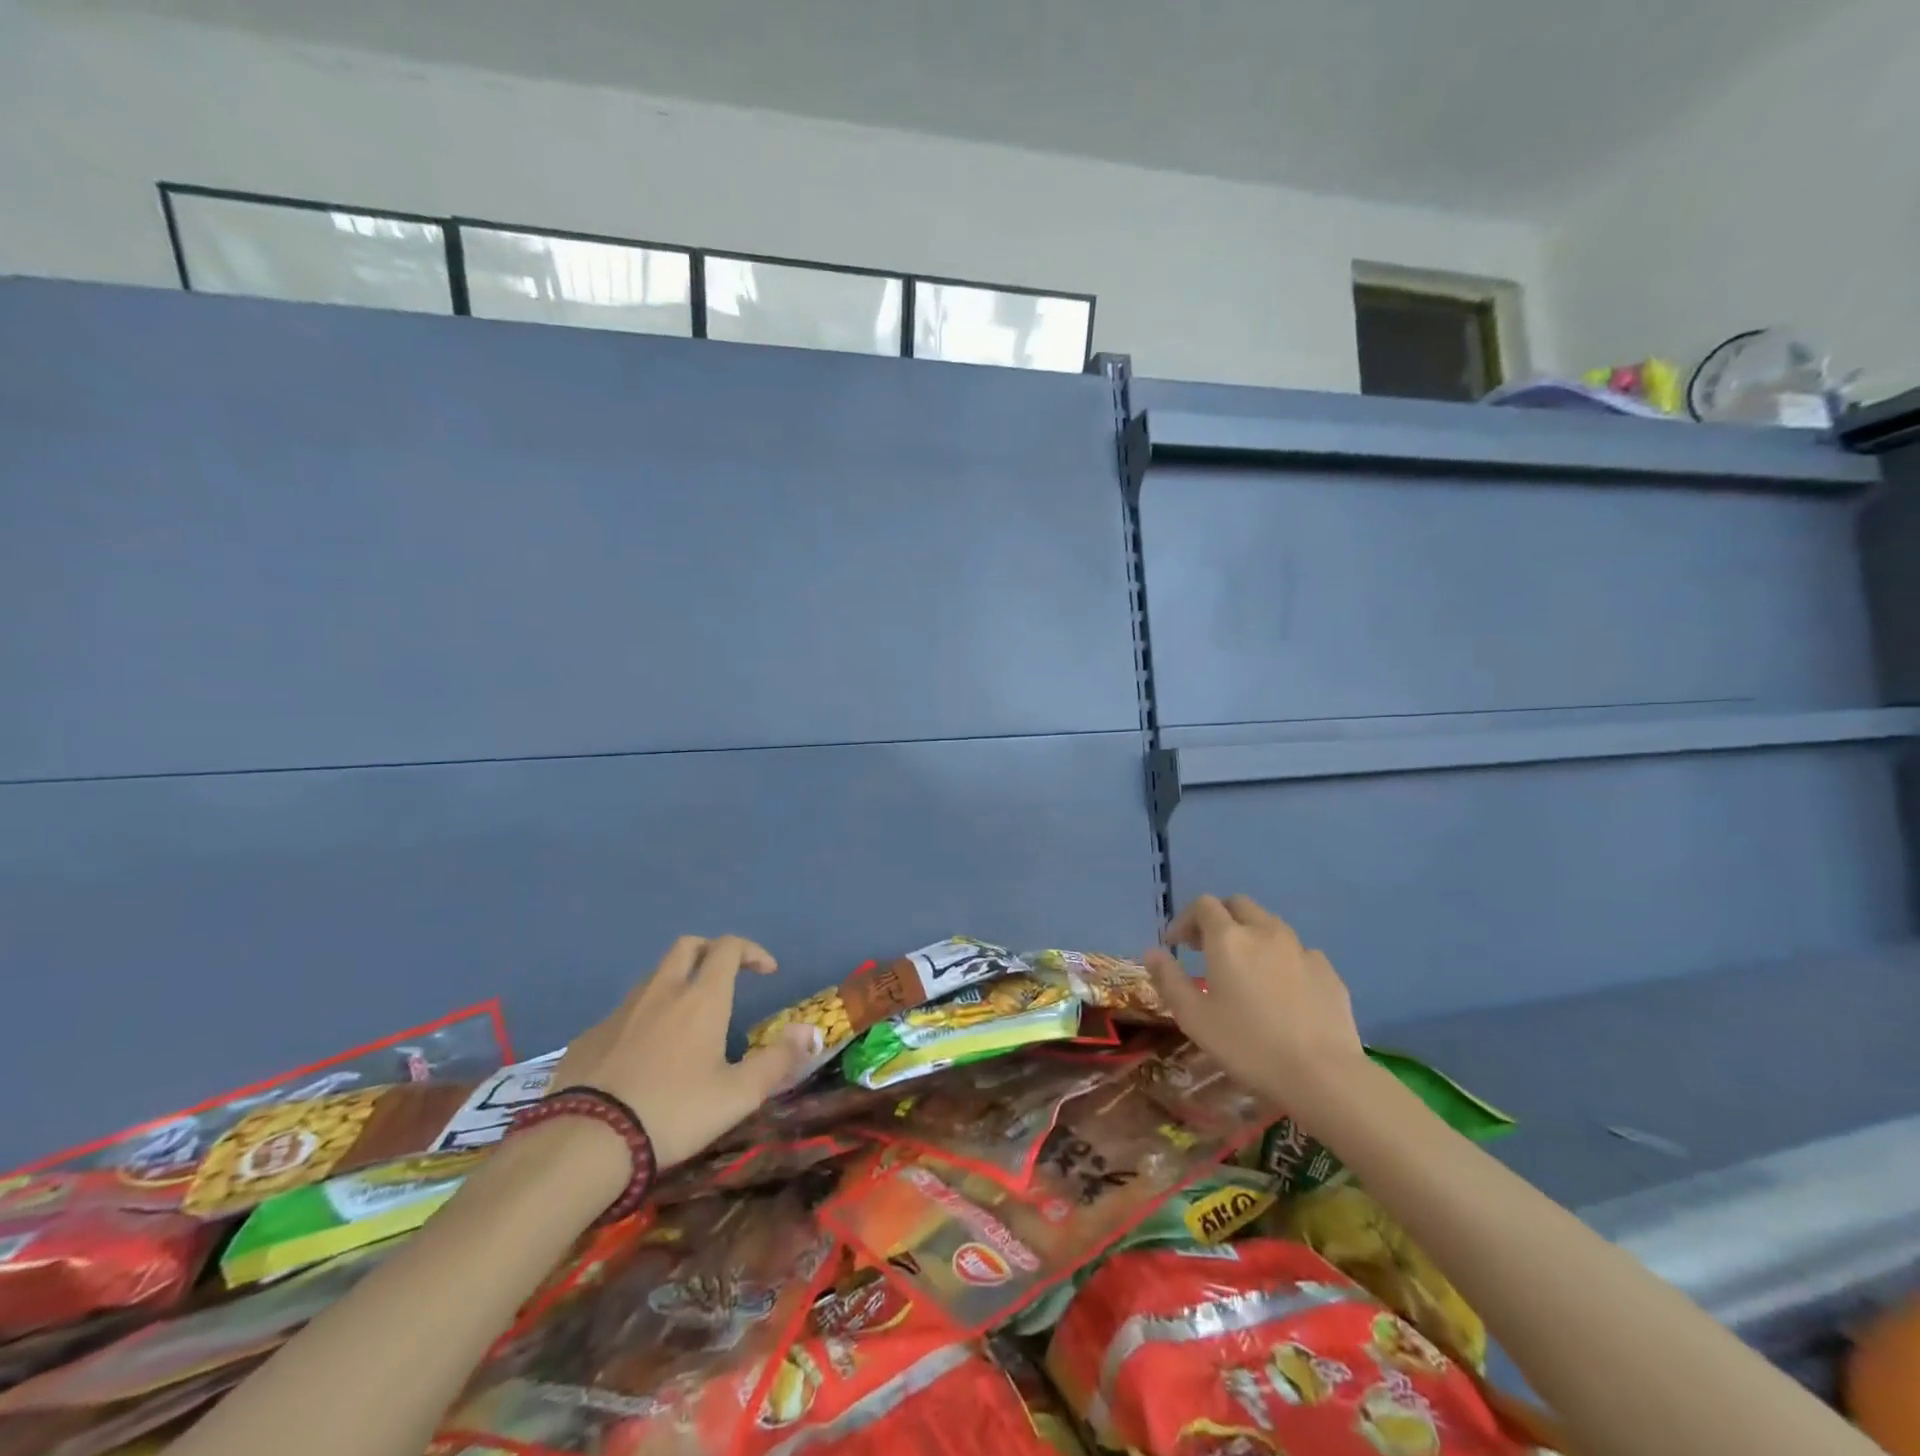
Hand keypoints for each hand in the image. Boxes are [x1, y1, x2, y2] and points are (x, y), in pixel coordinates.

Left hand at [550, 935, 820, 1169]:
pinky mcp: (589, 1036)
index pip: (729, 948)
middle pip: (688, 946)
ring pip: (654, 976)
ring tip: (687, 1017)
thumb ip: (778, 1061)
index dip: (752, 951)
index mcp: (702, 998)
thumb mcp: (737, 1095)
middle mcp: (662, 991)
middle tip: (726, 977)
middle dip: (711, 952)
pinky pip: (624, 1011)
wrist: (584, 1143)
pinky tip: (644, 1054)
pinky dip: (643, 1016)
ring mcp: (621, 1011)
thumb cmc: (673, 1113)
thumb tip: (810, 1032)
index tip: (767, 972)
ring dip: (676, 981)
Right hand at [1144, 895, 1365, 1115]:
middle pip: (1238, 905)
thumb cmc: (1248, 1045)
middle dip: (1219, 918)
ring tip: (1244, 969)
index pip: (1203, 905)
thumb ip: (1169, 979)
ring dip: (1250, 935)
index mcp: (1228, 938)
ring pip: (1270, 925)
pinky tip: (1281, 990)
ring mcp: (1301, 949)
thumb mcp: (1194, 1017)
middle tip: (1206, 948)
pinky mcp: (1327, 970)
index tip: (1176, 945)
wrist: (1323, 1075)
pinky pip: (1298, 952)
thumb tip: (1152, 952)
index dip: (1185, 920)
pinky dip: (1281, 959)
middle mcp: (1265, 931)